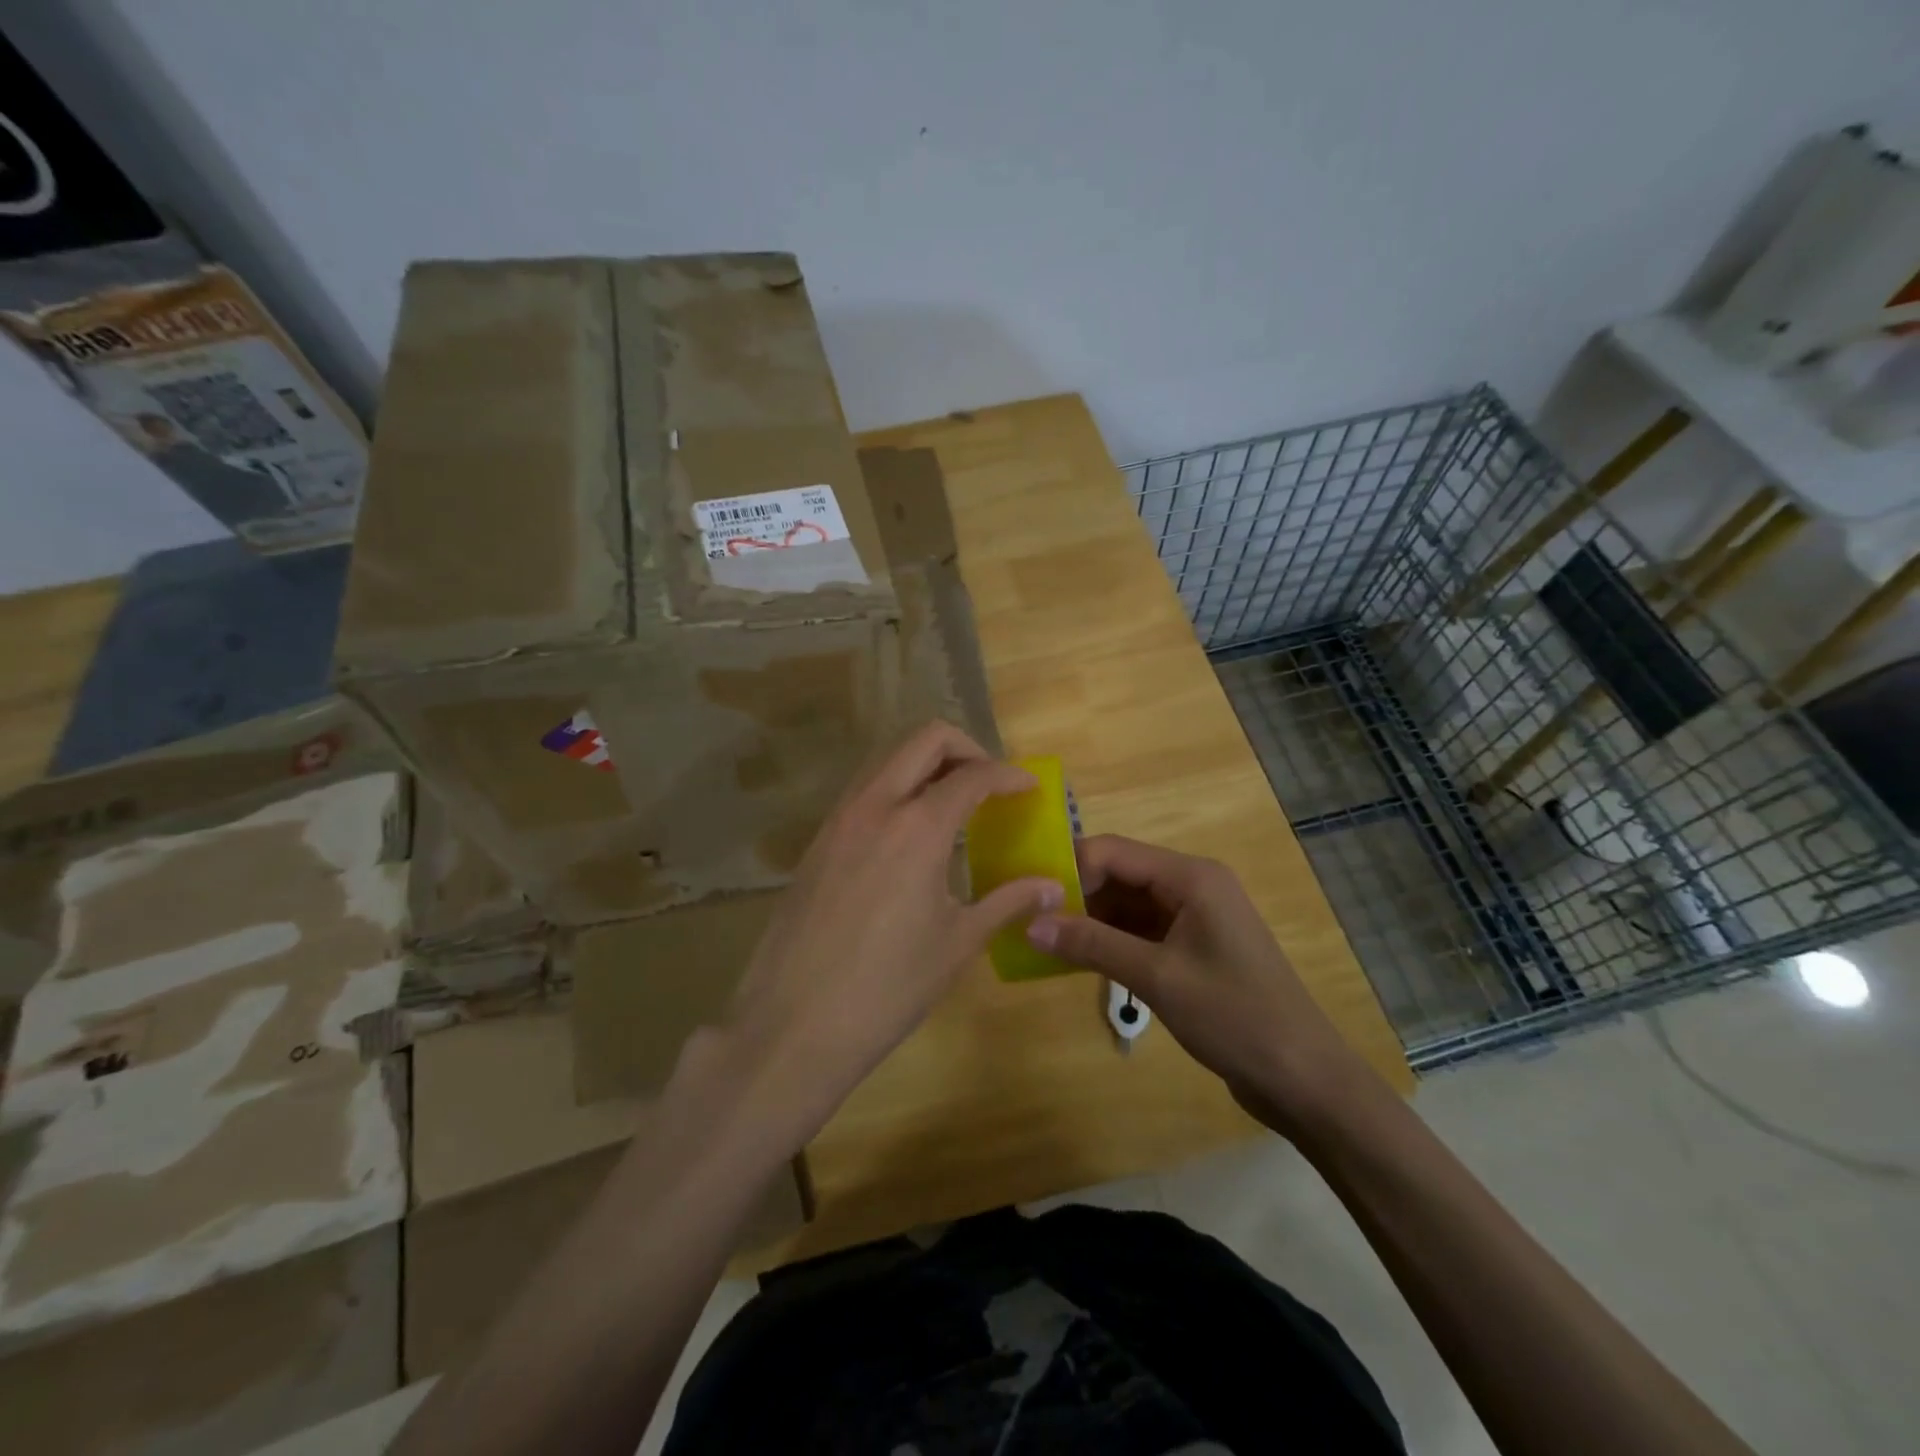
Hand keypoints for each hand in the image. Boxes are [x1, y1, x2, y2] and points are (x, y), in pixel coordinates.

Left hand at [717, 722, 1061, 1142]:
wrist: (793, 1023)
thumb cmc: (888, 987)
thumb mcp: (957, 942)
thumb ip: (1007, 901)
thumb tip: (1050, 886)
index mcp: (917, 826)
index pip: (972, 775)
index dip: (1008, 776)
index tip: (1029, 788)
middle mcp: (875, 805)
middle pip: (924, 739)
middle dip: (965, 748)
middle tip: (989, 783)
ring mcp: (839, 819)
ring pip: (887, 759)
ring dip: (926, 764)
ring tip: (954, 803)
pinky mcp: (817, 841)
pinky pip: (863, 790)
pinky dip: (896, 789)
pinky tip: (910, 834)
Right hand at [1027, 835, 1374, 1135]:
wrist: (1304, 1078)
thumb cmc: (1234, 1017)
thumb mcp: (1157, 978)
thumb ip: (1092, 945)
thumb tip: (1029, 924)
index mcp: (1191, 876)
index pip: (1113, 851)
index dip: (1069, 868)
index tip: (1028, 897)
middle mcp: (1192, 885)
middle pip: (1119, 873)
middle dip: (1075, 894)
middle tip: (1028, 920)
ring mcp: (1194, 917)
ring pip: (1127, 904)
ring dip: (1090, 919)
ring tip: (1042, 940)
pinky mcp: (1193, 947)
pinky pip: (1140, 930)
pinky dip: (1110, 941)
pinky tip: (1077, 959)